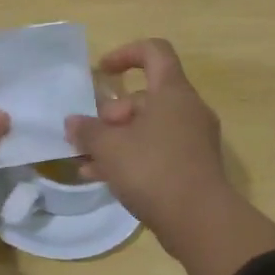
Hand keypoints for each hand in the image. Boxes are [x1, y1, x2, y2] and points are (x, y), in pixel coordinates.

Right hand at [66, 39, 229, 238]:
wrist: (201, 222)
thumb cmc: (153, 170)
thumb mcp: (109, 148)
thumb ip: (87, 130)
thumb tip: (74, 122)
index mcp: (172, 93)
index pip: (154, 52)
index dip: (125, 54)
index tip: (102, 71)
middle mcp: (187, 110)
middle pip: (144, 97)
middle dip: (111, 114)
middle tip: (88, 136)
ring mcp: (192, 140)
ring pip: (147, 128)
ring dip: (115, 140)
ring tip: (86, 161)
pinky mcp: (192, 167)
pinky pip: (156, 151)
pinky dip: (131, 158)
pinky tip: (102, 178)